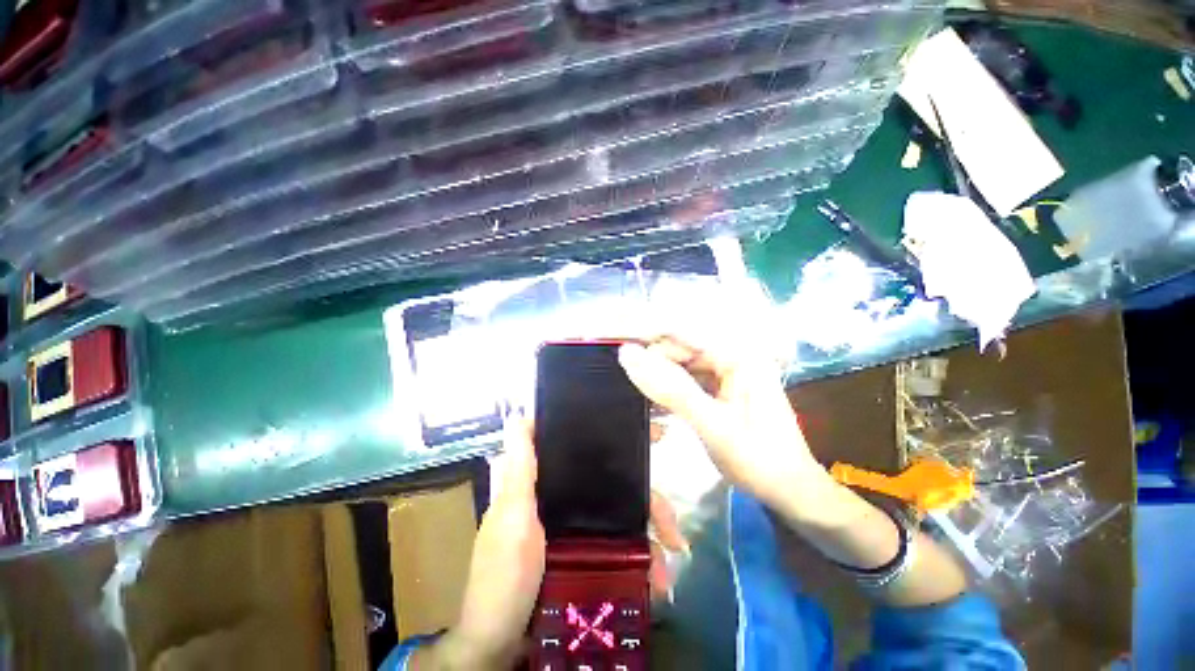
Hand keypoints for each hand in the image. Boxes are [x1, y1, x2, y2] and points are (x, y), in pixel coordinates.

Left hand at [419, 418, 686, 668]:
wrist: (505, 646)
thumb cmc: (503, 576)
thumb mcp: (511, 518)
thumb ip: (519, 471)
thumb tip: (517, 416)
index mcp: (549, 483)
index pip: (585, 449)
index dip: (615, 437)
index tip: (648, 434)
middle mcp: (570, 500)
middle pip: (617, 486)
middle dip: (650, 500)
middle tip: (673, 525)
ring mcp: (583, 529)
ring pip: (627, 517)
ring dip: (653, 535)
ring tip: (671, 559)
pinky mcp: (592, 556)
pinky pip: (625, 549)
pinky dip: (644, 560)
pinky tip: (658, 578)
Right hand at [618, 336, 836, 522]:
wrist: (790, 493)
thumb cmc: (758, 460)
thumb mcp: (711, 424)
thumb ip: (669, 387)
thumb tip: (627, 355)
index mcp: (736, 354)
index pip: (680, 331)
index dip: (643, 330)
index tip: (609, 331)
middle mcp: (730, 356)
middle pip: (677, 348)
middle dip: (647, 357)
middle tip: (613, 367)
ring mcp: (724, 374)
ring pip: (678, 365)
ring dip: (653, 375)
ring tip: (624, 383)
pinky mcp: (718, 390)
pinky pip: (684, 382)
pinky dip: (665, 391)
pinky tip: (647, 402)